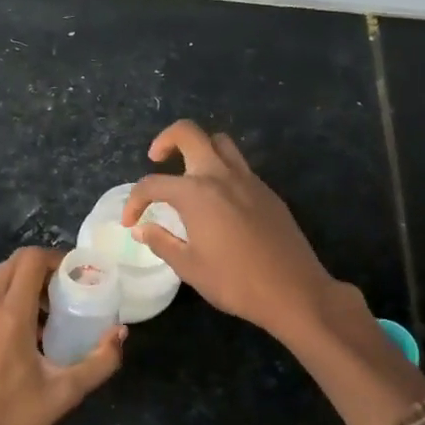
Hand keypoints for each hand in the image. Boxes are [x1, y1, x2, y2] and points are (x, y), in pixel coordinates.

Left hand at [0, 248, 124, 424]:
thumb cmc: (12, 418)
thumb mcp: (65, 393)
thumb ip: (100, 361)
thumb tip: (121, 332)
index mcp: (10, 313)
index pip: (31, 259)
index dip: (55, 258)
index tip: (74, 273)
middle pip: (11, 265)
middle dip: (39, 270)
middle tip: (61, 293)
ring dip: (18, 287)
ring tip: (40, 318)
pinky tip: (10, 340)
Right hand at [121, 119, 338, 343]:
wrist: (294, 291)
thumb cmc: (235, 281)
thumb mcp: (189, 267)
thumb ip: (161, 242)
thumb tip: (142, 228)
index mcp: (196, 193)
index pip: (153, 184)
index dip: (134, 201)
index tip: (130, 222)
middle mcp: (221, 176)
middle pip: (189, 134)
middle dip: (166, 140)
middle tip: (156, 160)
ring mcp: (249, 180)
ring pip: (220, 143)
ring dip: (199, 148)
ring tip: (188, 174)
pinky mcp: (267, 192)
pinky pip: (239, 166)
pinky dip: (221, 170)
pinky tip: (218, 201)